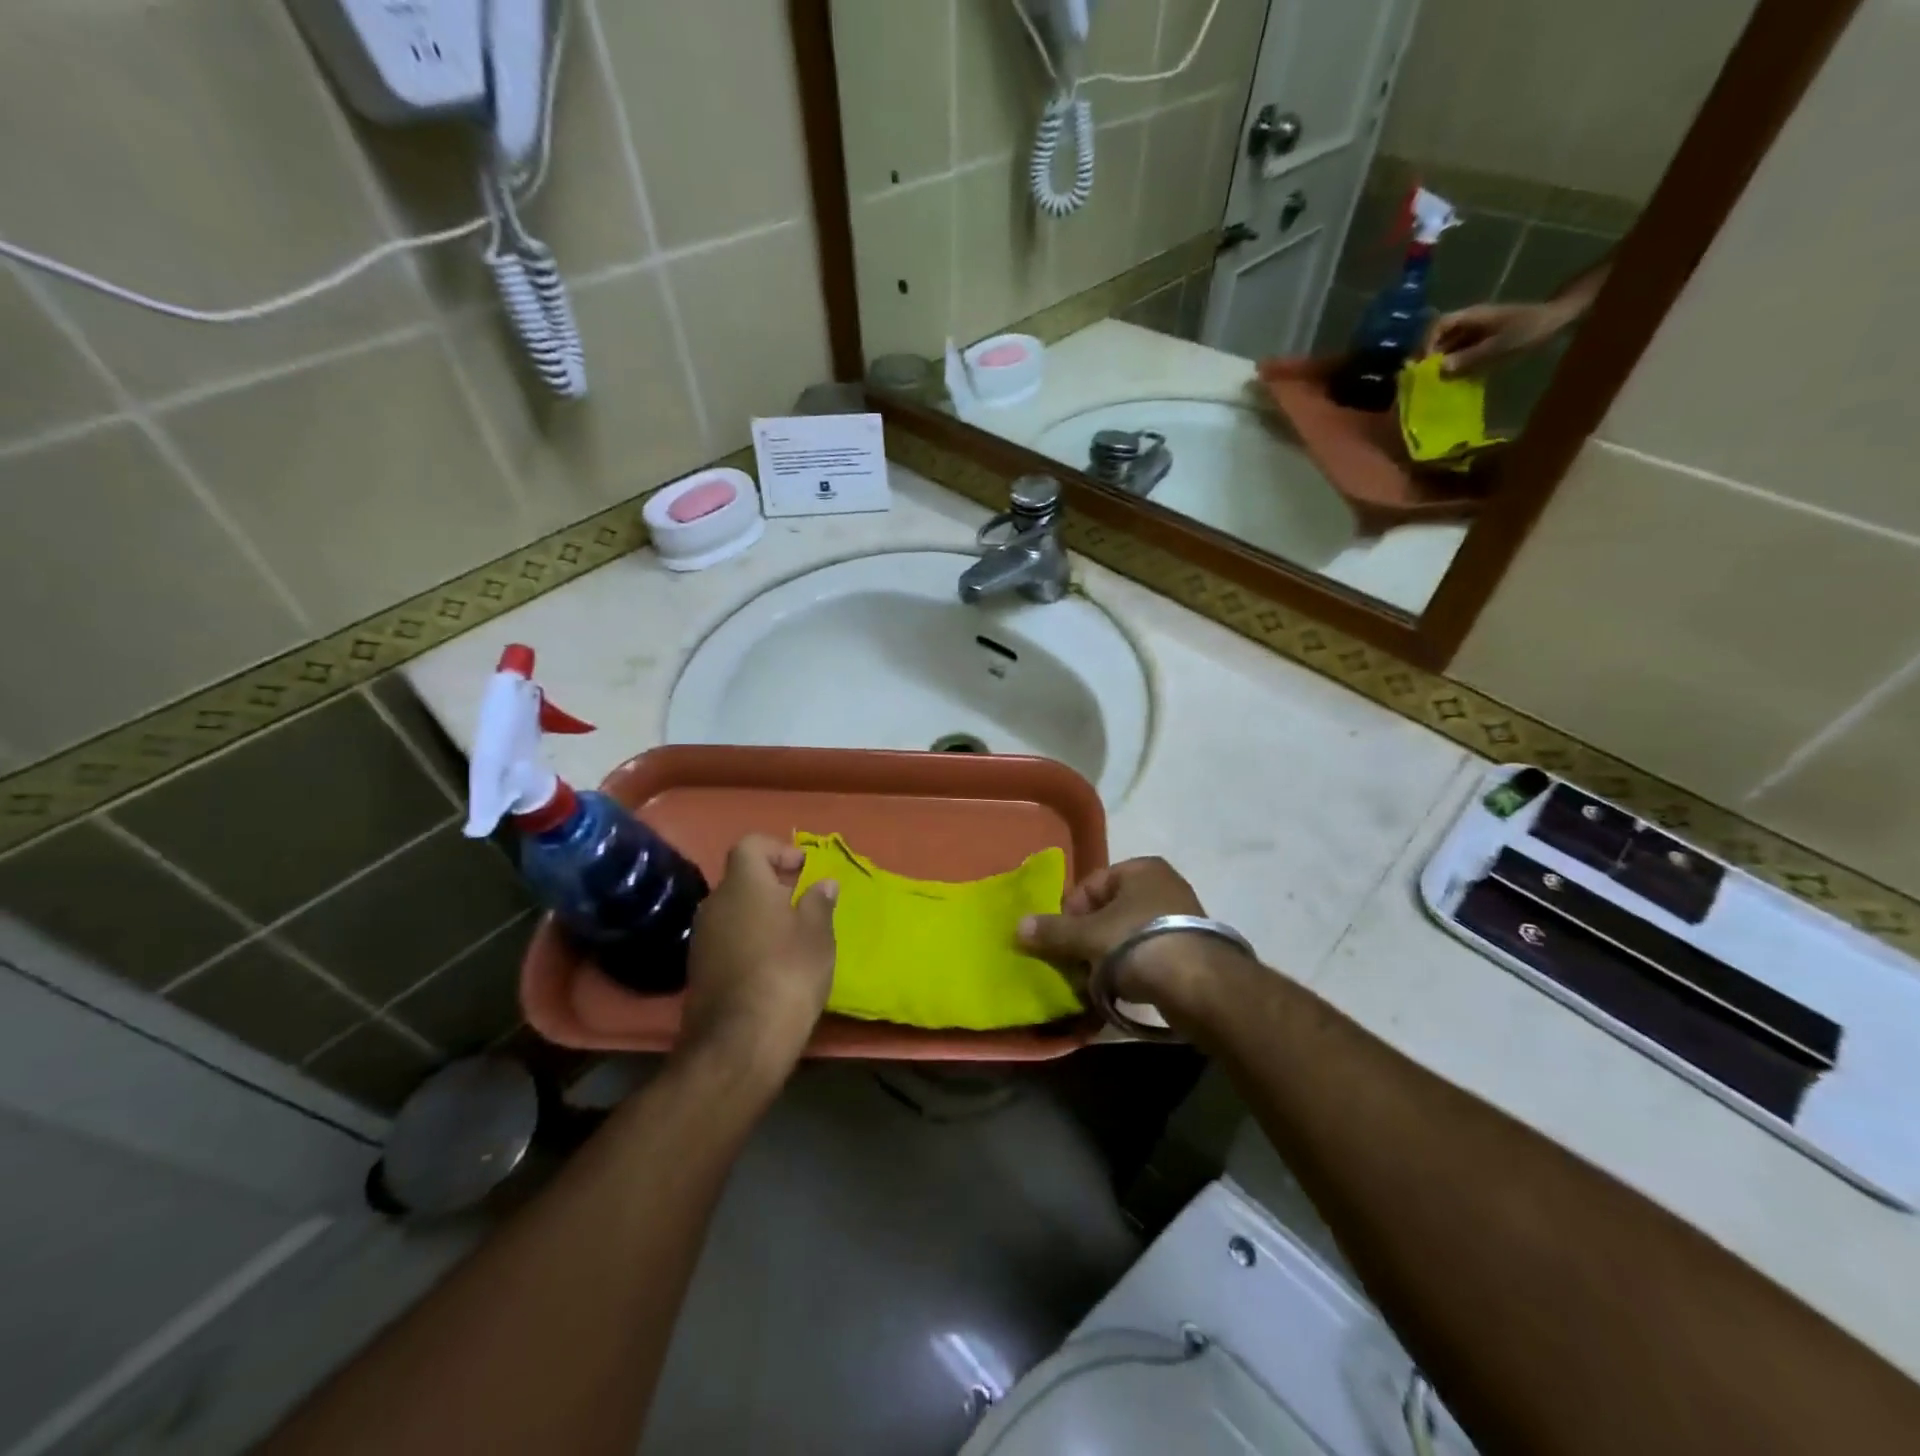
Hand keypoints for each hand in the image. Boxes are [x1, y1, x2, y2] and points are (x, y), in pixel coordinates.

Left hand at [677, 836, 836, 1087]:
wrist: (739, 1043)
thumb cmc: (788, 973)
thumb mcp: (818, 935)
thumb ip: (819, 903)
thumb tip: (822, 883)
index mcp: (744, 884)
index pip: (751, 845)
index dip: (778, 850)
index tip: (803, 870)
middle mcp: (715, 903)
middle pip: (741, 878)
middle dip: (772, 885)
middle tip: (803, 903)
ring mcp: (701, 937)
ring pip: (733, 910)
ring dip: (759, 914)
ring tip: (791, 936)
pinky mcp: (698, 969)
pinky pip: (726, 938)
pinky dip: (747, 940)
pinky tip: (770, 964)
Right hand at [1017, 857, 1245, 1012]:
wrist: (1201, 985)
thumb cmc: (1139, 944)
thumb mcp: (1088, 936)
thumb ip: (1053, 932)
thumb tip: (1018, 926)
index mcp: (1141, 869)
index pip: (1090, 885)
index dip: (1070, 913)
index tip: (1061, 942)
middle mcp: (1163, 886)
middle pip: (1108, 912)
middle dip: (1087, 939)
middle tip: (1075, 965)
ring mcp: (1181, 918)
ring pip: (1126, 936)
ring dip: (1107, 958)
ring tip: (1096, 983)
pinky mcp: (1191, 950)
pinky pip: (1147, 955)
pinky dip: (1131, 970)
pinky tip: (1122, 990)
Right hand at [1427, 300, 1572, 375]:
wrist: (1559, 320)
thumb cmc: (1529, 329)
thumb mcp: (1499, 346)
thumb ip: (1469, 357)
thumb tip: (1441, 369)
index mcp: (1471, 316)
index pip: (1438, 325)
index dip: (1426, 343)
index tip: (1425, 364)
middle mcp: (1469, 322)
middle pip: (1439, 338)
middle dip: (1430, 358)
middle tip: (1424, 380)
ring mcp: (1476, 331)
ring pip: (1448, 347)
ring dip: (1441, 364)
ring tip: (1436, 384)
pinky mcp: (1482, 341)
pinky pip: (1461, 353)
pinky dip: (1454, 366)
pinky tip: (1453, 380)